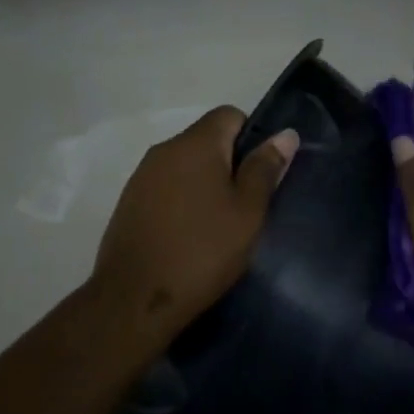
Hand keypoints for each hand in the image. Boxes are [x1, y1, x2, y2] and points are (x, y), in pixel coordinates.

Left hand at [92, 107, 298, 340]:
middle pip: (206, 140)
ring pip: (184, 166)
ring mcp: (141, 176)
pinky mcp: (128, 203)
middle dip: (229, 164)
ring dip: (204, 185)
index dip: (252, 138)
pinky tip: (189, 236)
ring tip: (218, 226)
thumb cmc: (202, 251)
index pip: (229, 115)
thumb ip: (265, 169)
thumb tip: (285, 134)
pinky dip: (182, 202)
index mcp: (195, 143)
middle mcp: (164, 150)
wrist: (135, 298)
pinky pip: (165, 188)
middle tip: (246, 206)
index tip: (260, 176)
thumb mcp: (247, 212)